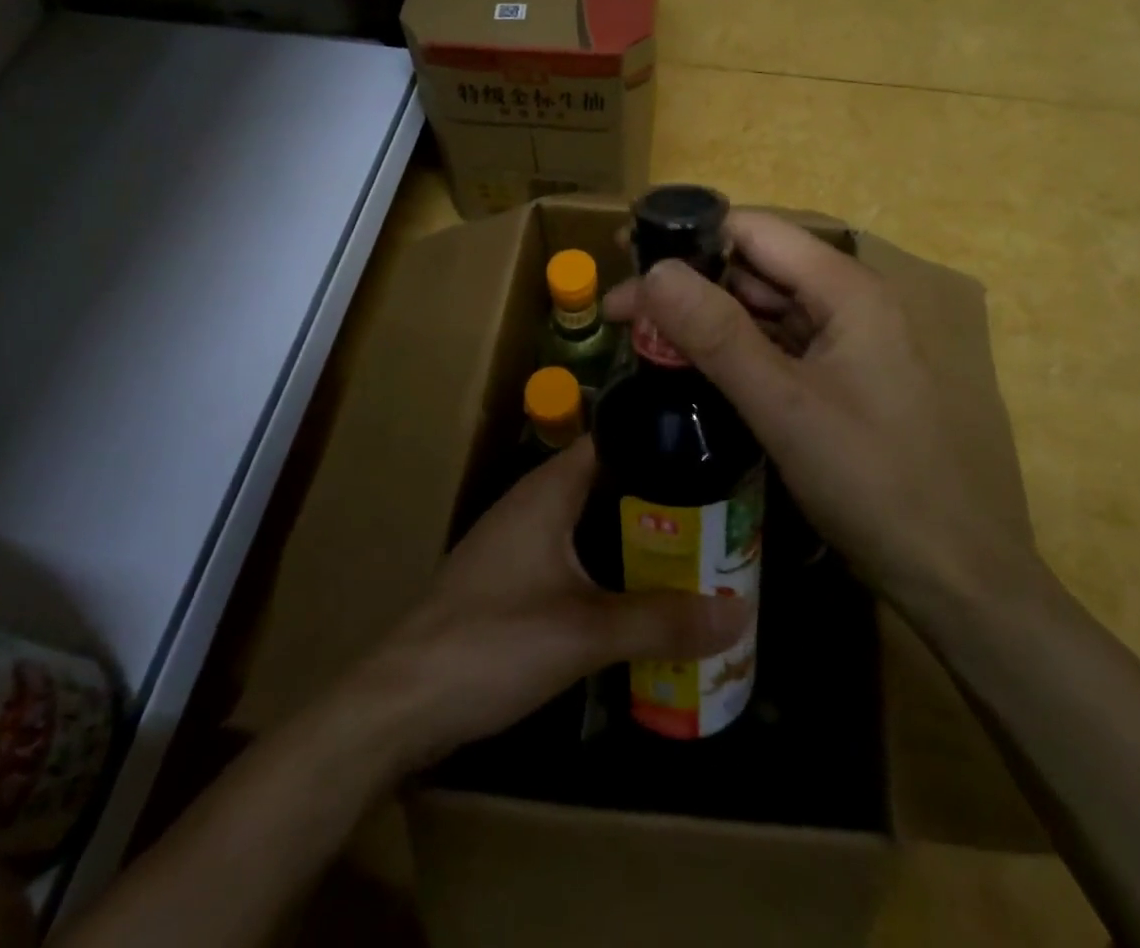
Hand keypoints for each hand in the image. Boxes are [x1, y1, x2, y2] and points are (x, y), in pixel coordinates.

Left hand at [357, 439, 748, 769]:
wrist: (401, 702)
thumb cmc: (492, 643)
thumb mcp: (585, 633)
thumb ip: (661, 622)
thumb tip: (738, 612)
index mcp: (547, 490)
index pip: (610, 438)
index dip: (657, 439)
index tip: (709, 452)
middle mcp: (532, 503)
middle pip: (606, 481)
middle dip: (657, 495)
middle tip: (717, 511)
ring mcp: (518, 541)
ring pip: (589, 520)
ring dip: (633, 533)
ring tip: (693, 548)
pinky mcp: (510, 579)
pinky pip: (572, 553)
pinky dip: (608, 561)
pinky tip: (638, 589)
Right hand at [604, 211, 1036, 600]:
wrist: (946, 570)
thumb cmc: (871, 479)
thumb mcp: (784, 405)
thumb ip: (717, 334)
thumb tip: (654, 272)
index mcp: (845, 289)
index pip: (754, 231)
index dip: (688, 234)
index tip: (626, 254)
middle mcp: (846, 302)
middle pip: (754, 268)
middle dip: (687, 282)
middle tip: (621, 312)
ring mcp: (842, 342)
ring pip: (760, 309)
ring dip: (703, 318)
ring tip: (641, 338)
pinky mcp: (834, 379)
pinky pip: (773, 346)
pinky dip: (729, 349)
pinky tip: (689, 366)